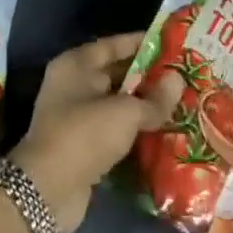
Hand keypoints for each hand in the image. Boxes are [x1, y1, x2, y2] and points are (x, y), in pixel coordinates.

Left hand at [11, 34, 169, 232]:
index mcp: (76, 66)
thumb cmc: (85, 135)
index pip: (112, 45)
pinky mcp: (83, 145)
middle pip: (116, 74)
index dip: (141, 43)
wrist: (49, 190)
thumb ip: (155, 98)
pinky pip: (115, 129)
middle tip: (183, 75)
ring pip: (117, 104)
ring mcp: (76, 117)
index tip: (171, 44)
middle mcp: (73, 86)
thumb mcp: (126, 112)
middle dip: (148, 76)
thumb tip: (178, 80)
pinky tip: (163, 130)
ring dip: (144, 105)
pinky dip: (135, 129)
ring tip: (180, 102)